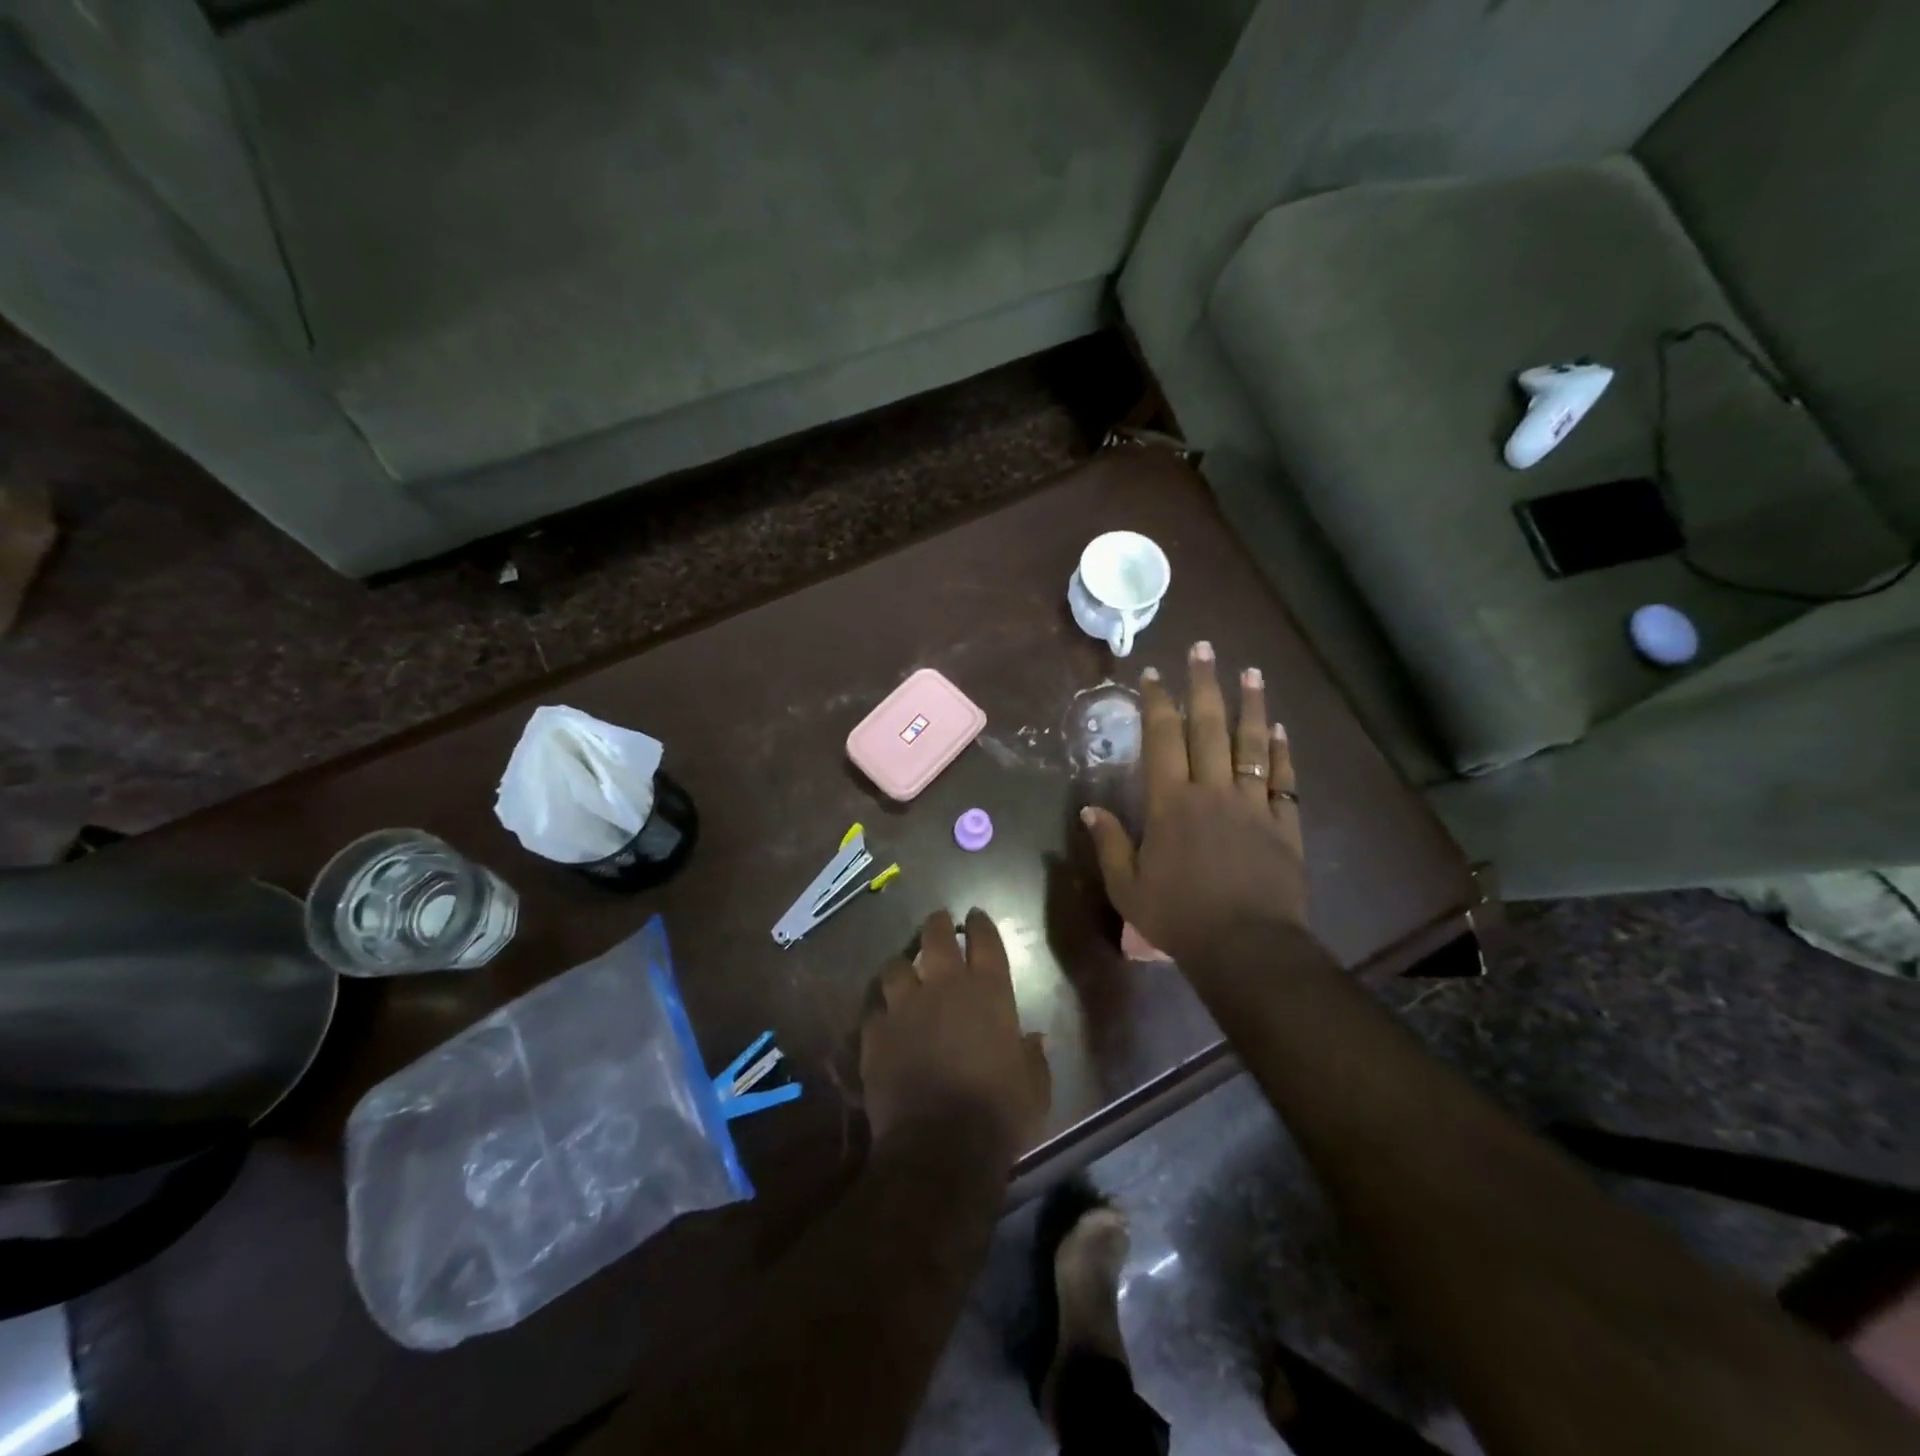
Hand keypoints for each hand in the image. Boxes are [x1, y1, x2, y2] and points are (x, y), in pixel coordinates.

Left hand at [860, 909, 1050, 1157]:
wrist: (940, 1146)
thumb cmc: (999, 1113)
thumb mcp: (1034, 1086)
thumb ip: (1032, 1056)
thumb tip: (1034, 1039)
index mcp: (988, 992)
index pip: (985, 941)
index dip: (979, 924)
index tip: (975, 916)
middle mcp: (944, 987)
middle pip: (936, 937)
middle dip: (937, 925)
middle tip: (938, 922)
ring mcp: (904, 1007)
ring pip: (896, 967)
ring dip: (903, 967)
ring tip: (904, 972)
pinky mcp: (875, 1034)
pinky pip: (874, 1009)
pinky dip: (880, 1010)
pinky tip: (883, 1017)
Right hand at [1081, 641, 1307, 964]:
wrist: (1246, 947)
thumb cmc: (1179, 916)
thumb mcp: (1127, 888)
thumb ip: (1109, 844)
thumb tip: (1091, 809)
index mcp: (1171, 803)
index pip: (1162, 739)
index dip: (1156, 703)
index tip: (1153, 675)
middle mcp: (1213, 791)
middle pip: (1208, 727)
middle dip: (1202, 685)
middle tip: (1203, 648)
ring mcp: (1253, 804)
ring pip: (1251, 744)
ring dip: (1249, 705)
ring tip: (1250, 671)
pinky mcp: (1283, 824)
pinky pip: (1284, 779)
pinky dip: (1282, 751)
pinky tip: (1279, 728)